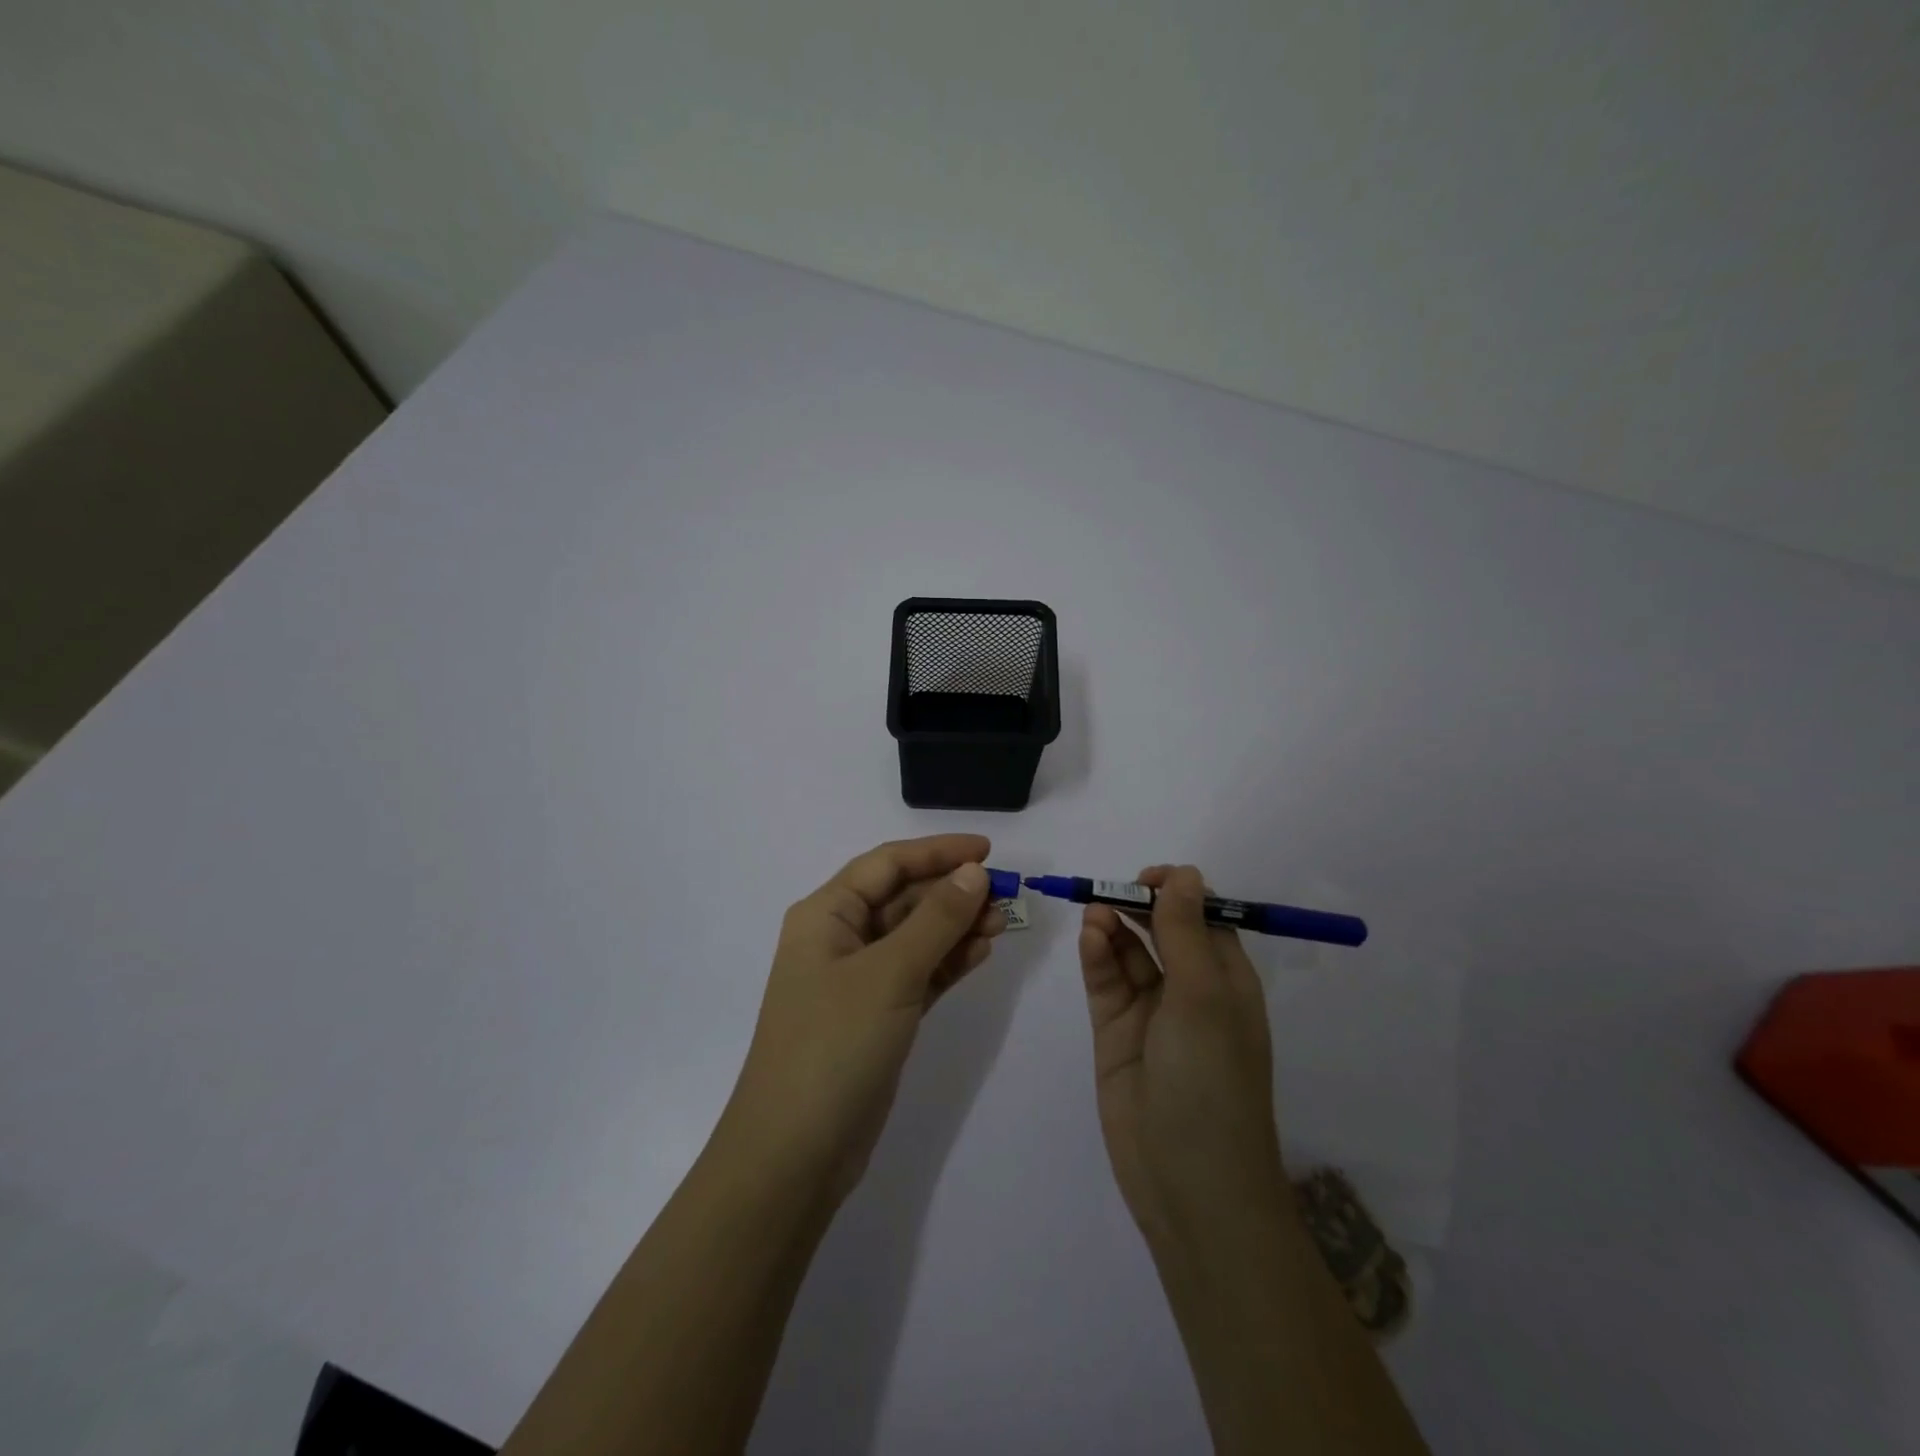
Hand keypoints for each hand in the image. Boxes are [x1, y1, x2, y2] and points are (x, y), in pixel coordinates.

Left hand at [716, 835, 1006, 1206]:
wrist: (794, 1154)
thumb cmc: (834, 1045)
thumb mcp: (889, 974)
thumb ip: (936, 919)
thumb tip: (974, 873)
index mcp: (826, 914)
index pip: (887, 864)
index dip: (937, 852)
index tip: (988, 852)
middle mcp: (840, 938)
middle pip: (903, 897)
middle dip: (953, 891)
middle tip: (1007, 894)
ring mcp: (859, 980)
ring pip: (915, 936)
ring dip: (957, 925)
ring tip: (1004, 922)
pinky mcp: (878, 1016)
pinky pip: (919, 973)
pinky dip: (949, 961)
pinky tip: (982, 952)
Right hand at [1077, 865, 1291, 1247]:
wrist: (1189, 1184)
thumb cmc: (1210, 1080)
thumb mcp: (1203, 997)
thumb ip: (1185, 932)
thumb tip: (1186, 873)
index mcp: (1227, 979)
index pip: (1203, 916)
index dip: (1177, 891)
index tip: (1147, 879)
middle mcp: (1191, 989)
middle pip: (1161, 929)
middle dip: (1137, 904)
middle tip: (1109, 892)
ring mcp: (1151, 1012)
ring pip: (1129, 951)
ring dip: (1113, 926)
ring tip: (1093, 913)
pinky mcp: (1116, 1032)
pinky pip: (1107, 980)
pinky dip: (1097, 955)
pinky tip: (1090, 937)